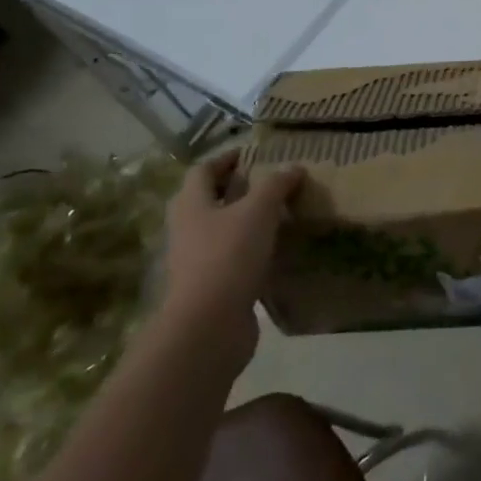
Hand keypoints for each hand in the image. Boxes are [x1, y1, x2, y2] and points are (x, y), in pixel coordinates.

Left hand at [158, 151, 302, 369]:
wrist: (208, 326)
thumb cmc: (228, 256)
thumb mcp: (258, 211)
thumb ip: (276, 186)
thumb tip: (293, 167)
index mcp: (191, 204)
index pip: (203, 170)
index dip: (226, 158)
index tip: (253, 153)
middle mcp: (187, 229)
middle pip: (209, 200)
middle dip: (237, 189)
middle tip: (270, 182)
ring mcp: (196, 261)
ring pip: (221, 230)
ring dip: (246, 221)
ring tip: (280, 214)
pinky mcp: (211, 287)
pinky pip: (232, 258)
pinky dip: (252, 250)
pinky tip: (277, 250)